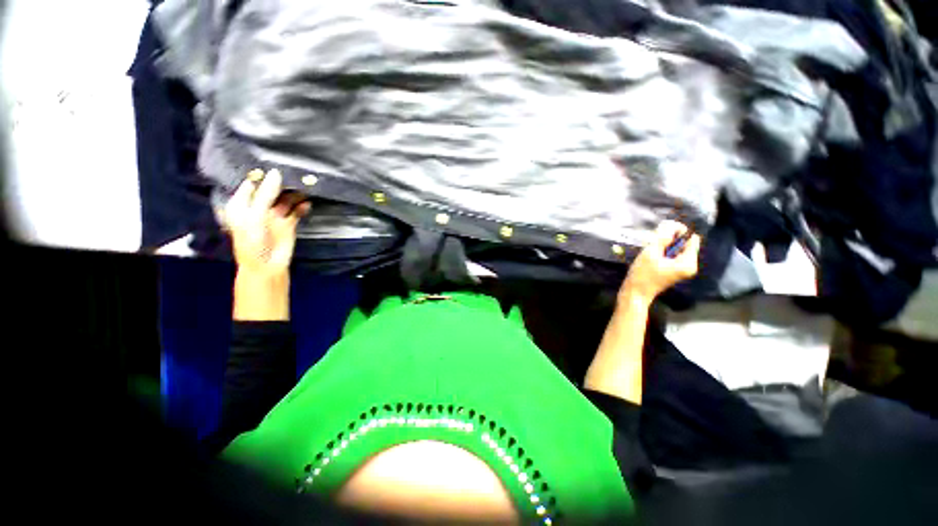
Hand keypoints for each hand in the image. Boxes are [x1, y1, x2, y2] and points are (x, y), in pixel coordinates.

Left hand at [222, 168, 310, 277]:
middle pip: (271, 189)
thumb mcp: (254, 215)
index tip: (275, 160)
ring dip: (294, 194)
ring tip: (305, 186)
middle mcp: (258, 206)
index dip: (262, 173)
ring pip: (286, 199)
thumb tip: (276, 173)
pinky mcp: (288, 223)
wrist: (266, 265)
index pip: (251, 182)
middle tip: (295, 171)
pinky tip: (307, 204)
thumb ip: (265, 194)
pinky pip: (296, 211)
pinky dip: (302, 207)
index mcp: (241, 203)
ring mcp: (274, 215)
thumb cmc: (252, 240)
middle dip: (282, 182)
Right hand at [620, 220, 700, 302]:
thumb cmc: (642, 274)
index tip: (661, 235)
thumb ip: (663, 237)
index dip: (678, 233)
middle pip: (685, 243)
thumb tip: (673, 225)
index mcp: (688, 262)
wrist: (635, 292)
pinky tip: (653, 258)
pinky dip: (664, 253)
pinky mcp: (676, 271)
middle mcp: (690, 266)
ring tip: (652, 253)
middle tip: (653, 246)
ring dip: (665, 247)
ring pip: (678, 249)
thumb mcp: (651, 252)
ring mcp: (683, 269)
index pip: (691, 238)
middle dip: (670, 241)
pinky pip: (673, 255)